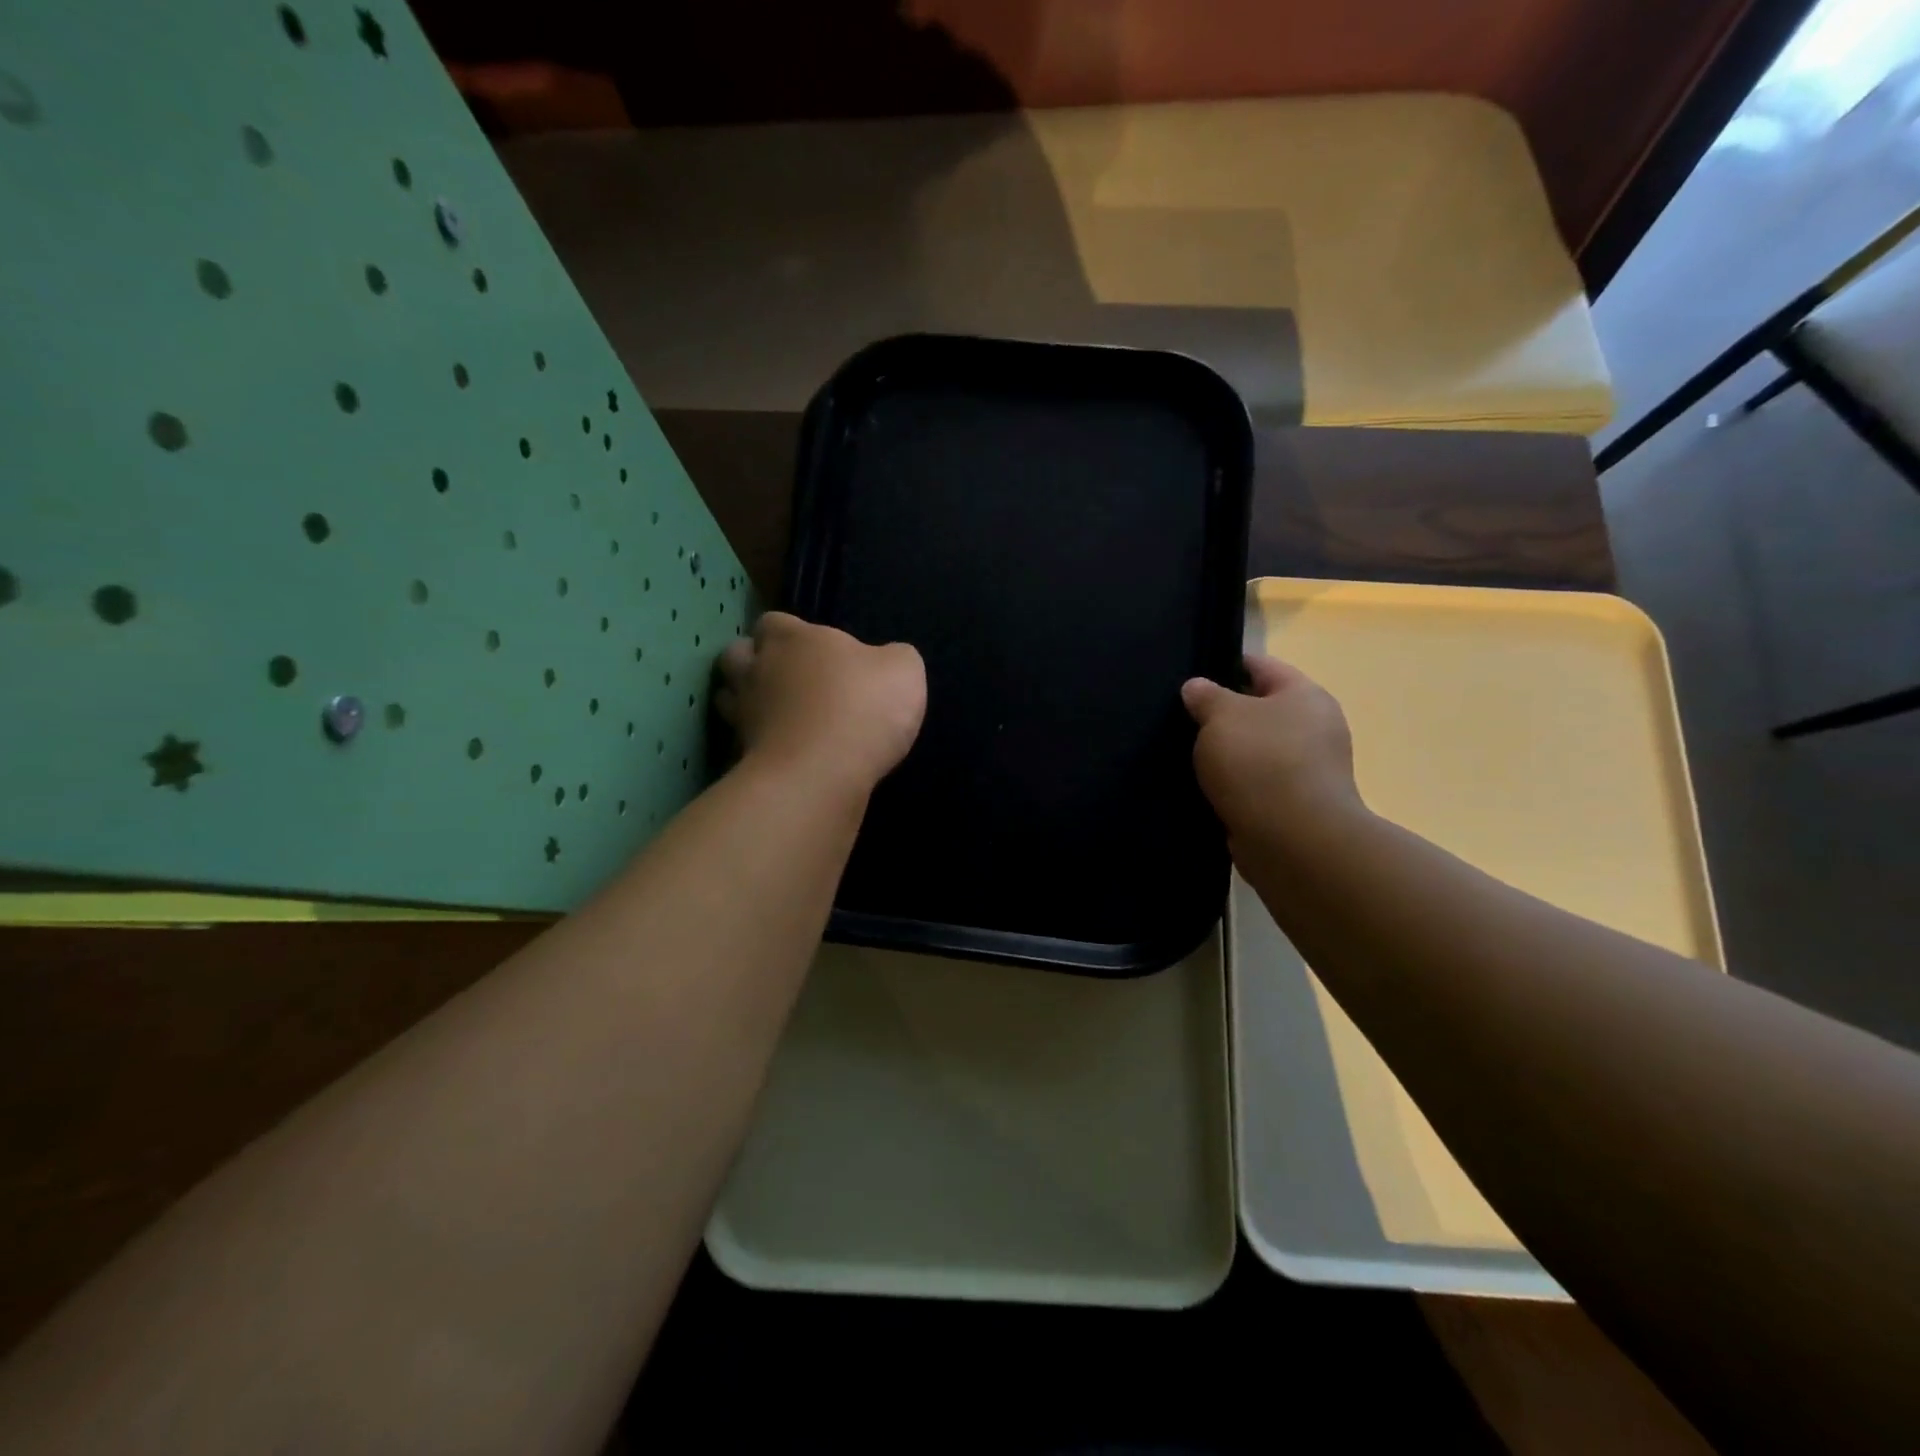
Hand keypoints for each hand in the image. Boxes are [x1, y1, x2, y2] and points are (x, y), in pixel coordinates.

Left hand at [716, 612, 926, 792]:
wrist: (821, 773)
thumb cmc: (863, 708)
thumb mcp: (904, 671)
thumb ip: (893, 658)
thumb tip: (885, 662)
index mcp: (794, 638)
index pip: (774, 622)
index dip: (789, 633)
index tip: (813, 651)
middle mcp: (759, 669)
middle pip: (737, 653)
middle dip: (754, 661)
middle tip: (784, 679)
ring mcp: (743, 713)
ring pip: (727, 696)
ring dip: (746, 700)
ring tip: (775, 714)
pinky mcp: (741, 754)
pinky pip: (740, 740)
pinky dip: (755, 742)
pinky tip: (780, 750)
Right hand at [1182, 655, 1361, 840]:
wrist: (1292, 840)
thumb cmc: (1259, 763)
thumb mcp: (1221, 716)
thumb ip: (1205, 696)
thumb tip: (1197, 687)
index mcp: (1305, 695)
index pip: (1260, 666)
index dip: (1224, 665)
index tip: (1191, 676)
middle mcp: (1315, 728)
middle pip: (1260, 709)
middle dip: (1223, 714)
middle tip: (1182, 719)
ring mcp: (1309, 770)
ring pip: (1256, 749)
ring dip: (1227, 753)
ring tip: (1186, 755)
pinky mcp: (1296, 805)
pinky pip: (1257, 783)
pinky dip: (1235, 784)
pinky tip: (1205, 788)